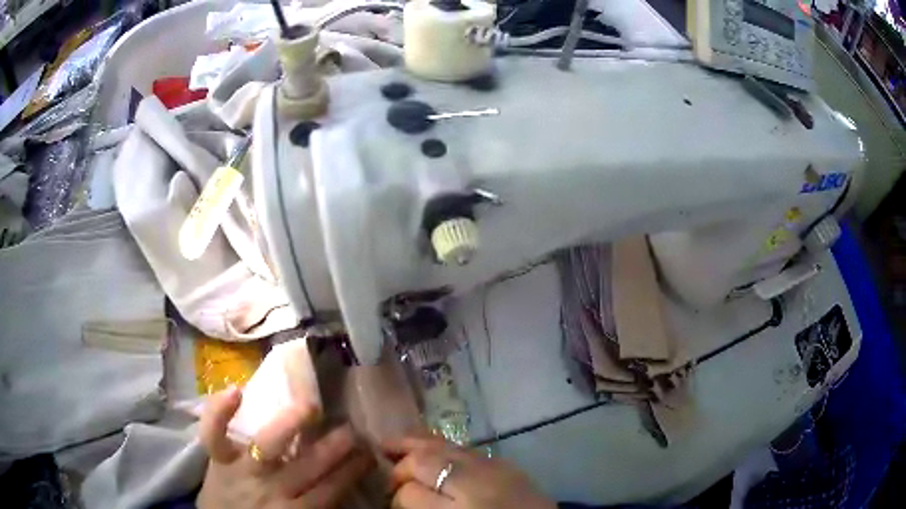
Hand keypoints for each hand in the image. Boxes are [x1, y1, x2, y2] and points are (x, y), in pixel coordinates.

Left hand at [197, 386, 373, 507]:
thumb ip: (314, 507)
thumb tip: (340, 485)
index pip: (330, 491)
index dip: (351, 472)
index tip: (368, 455)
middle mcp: (272, 489)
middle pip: (308, 468)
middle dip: (334, 448)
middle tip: (353, 429)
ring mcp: (241, 470)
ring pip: (268, 446)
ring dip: (290, 425)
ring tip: (311, 407)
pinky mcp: (216, 457)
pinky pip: (214, 434)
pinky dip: (220, 412)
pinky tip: (237, 390)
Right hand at [385, 437, 555, 508]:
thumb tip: (403, 495)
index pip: (410, 494)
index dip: (397, 497)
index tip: (394, 502)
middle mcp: (474, 485)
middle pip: (423, 462)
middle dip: (402, 466)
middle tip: (387, 473)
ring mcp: (492, 469)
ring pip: (443, 446)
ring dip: (415, 444)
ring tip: (392, 445)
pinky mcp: (504, 462)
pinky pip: (464, 448)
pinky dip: (441, 445)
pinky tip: (428, 446)